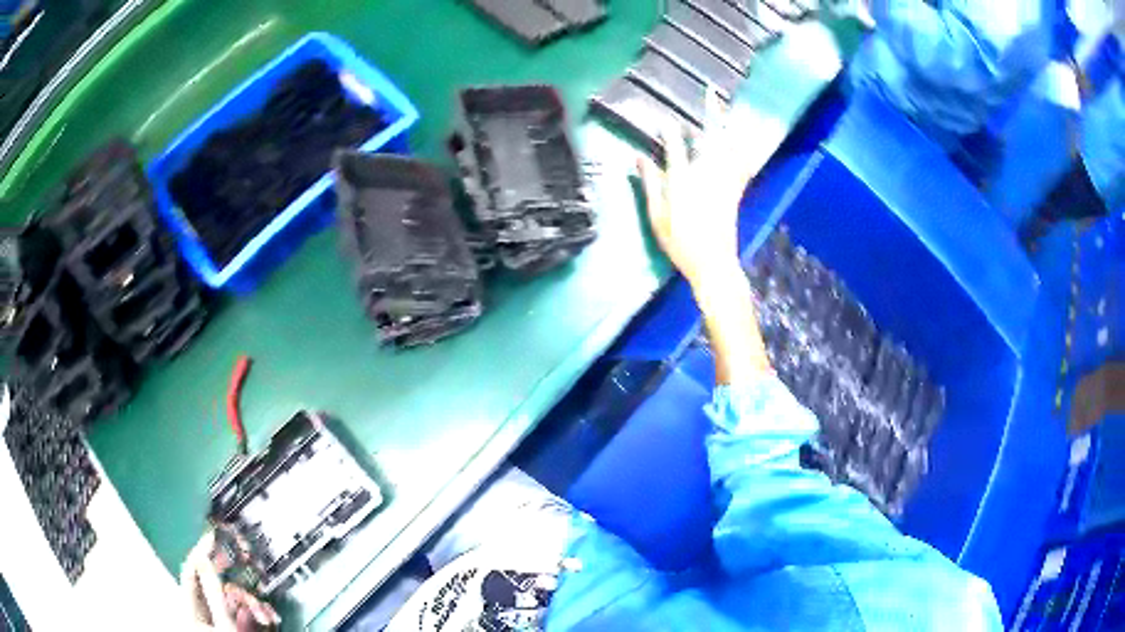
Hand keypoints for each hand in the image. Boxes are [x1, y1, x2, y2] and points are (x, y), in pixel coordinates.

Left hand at [181, 531, 280, 631]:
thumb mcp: (225, 622)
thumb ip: (213, 590)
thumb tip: (205, 557)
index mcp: (188, 608)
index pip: (189, 570)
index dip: (200, 550)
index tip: (213, 535)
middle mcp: (196, 612)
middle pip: (211, 585)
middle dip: (234, 585)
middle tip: (247, 580)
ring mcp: (211, 621)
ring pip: (226, 600)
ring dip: (248, 603)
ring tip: (263, 613)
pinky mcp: (226, 627)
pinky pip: (235, 613)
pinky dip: (249, 613)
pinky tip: (261, 617)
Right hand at [635, 91, 771, 382]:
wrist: (713, 265)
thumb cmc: (680, 244)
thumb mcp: (657, 217)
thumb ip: (650, 185)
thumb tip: (640, 158)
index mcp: (683, 183)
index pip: (675, 149)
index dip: (671, 133)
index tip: (666, 119)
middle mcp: (706, 176)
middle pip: (711, 139)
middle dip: (712, 115)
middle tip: (713, 95)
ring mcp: (724, 183)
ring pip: (730, 147)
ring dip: (729, 125)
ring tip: (728, 108)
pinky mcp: (735, 191)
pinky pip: (742, 165)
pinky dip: (743, 149)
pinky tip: (744, 139)